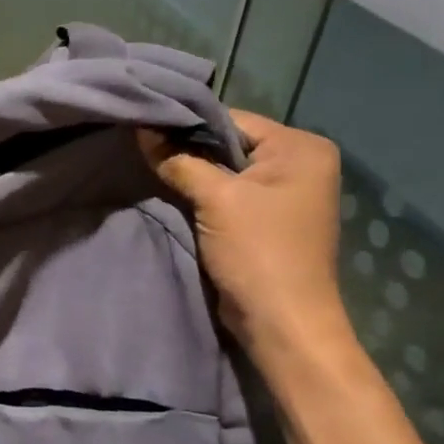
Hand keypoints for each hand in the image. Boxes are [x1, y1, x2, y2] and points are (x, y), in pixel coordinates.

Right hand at [139, 112, 350, 359]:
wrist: (281, 323)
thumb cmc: (258, 252)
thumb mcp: (216, 199)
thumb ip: (178, 160)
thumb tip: (142, 128)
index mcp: (302, 148)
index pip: (232, 120)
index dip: (187, 124)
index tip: (145, 127)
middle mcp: (300, 163)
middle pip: (229, 143)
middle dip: (187, 149)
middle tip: (141, 147)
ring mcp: (285, 193)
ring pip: (225, 170)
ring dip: (191, 173)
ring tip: (150, 167)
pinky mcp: (267, 219)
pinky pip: (228, 194)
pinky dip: (202, 194)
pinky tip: (171, 192)